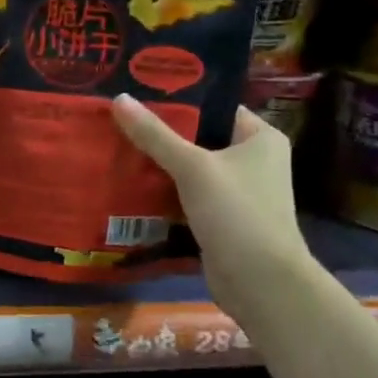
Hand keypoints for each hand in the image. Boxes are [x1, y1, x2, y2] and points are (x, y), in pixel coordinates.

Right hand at [110, 96, 310, 314]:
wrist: (261, 283)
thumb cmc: (237, 213)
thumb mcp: (193, 168)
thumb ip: (155, 135)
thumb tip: (119, 99)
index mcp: (260, 137)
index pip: (214, 107)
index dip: (178, 101)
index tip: (138, 94)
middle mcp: (253, 161)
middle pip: (199, 138)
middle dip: (161, 135)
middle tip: (118, 121)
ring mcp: (238, 192)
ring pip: (190, 169)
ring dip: (159, 166)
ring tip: (116, 148)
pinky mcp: (222, 219)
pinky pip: (187, 196)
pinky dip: (164, 192)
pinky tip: (129, 185)